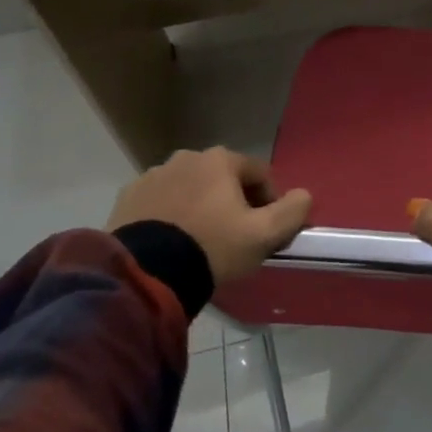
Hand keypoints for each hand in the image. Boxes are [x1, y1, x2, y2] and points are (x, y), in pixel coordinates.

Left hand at [107, 147, 311, 284]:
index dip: (270, 202)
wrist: (145, 274)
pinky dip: (171, 216)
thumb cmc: (213, 247)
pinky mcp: (128, 198)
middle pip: (224, 179)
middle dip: (233, 202)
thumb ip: (293, 210)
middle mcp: (185, 157)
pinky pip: (161, 203)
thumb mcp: (265, 234)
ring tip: (201, 242)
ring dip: (201, 207)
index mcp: (220, 159)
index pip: (260, 174)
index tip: (267, 231)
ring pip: (191, 189)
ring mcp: (152, 176)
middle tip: (235, 237)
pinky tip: (172, 243)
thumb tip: (303, 195)